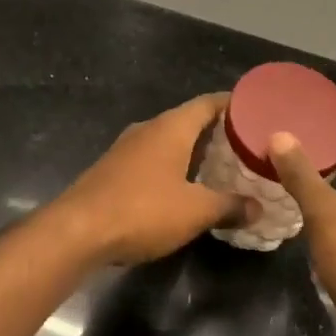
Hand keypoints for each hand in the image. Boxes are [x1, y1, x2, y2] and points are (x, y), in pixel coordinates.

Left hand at [50, 93, 248, 265]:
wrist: (76, 232)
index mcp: (172, 127)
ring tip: (222, 167)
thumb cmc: (142, 210)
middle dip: (218, 131)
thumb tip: (258, 208)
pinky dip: (174, 166)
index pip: (209, 103)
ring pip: (170, 141)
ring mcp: (127, 149)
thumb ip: (230, 206)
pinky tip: (185, 187)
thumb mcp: (196, 211)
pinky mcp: (113, 170)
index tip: (257, 111)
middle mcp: (149, 129)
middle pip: (190, 120)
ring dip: (194, 151)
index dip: (234, 104)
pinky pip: (153, 159)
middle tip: (247, 145)